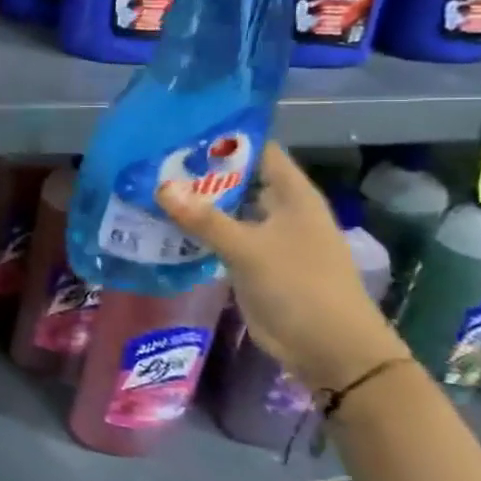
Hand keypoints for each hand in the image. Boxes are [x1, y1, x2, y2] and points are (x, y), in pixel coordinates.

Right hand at [157, 143, 407, 391]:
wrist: (331, 350)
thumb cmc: (300, 287)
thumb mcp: (248, 249)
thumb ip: (204, 219)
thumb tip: (161, 187)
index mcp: (292, 195)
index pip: (258, 151)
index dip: (225, 138)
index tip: (182, 129)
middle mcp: (280, 210)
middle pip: (238, 179)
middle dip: (200, 170)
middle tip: (153, 158)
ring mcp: (267, 237)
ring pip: (226, 209)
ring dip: (195, 202)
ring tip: (149, 186)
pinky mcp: (254, 263)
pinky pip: (221, 237)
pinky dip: (197, 230)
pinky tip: (163, 224)